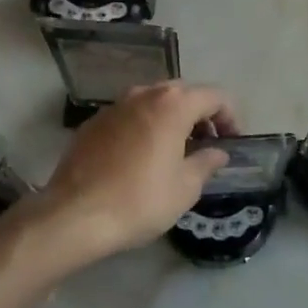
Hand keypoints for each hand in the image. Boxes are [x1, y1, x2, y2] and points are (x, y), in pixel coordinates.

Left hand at [37, 82, 237, 259]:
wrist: (74, 214)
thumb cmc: (140, 200)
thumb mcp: (185, 188)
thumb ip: (206, 163)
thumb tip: (218, 152)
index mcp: (172, 105)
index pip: (214, 96)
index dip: (230, 116)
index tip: (233, 141)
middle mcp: (143, 94)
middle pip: (182, 93)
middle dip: (200, 113)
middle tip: (207, 143)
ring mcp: (114, 106)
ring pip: (153, 101)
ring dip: (171, 118)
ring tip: (176, 149)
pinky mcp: (93, 122)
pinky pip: (129, 115)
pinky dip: (144, 126)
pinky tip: (141, 156)